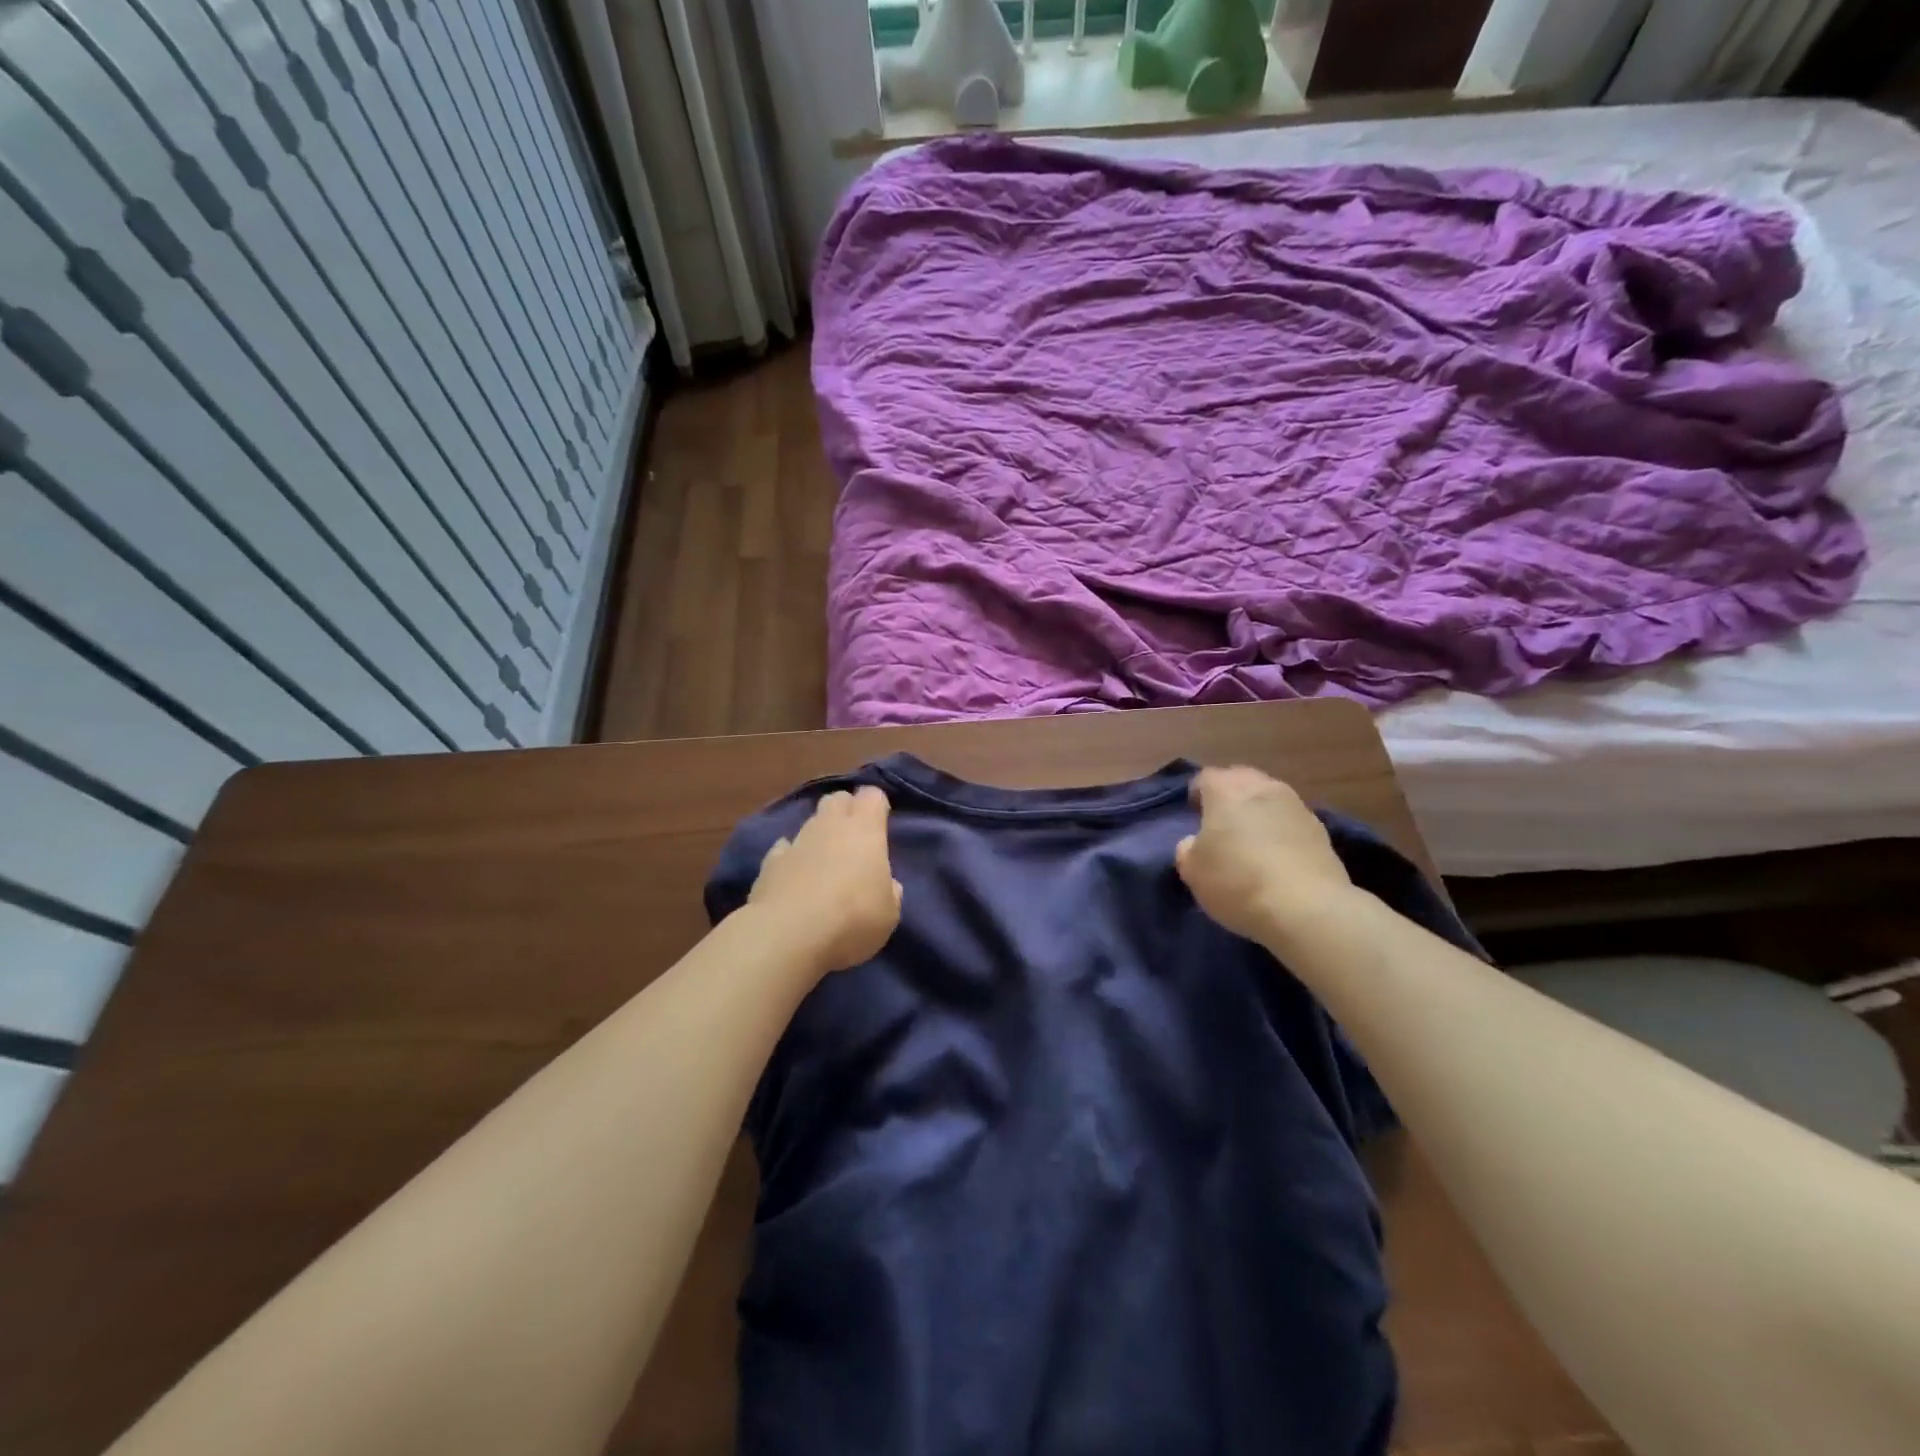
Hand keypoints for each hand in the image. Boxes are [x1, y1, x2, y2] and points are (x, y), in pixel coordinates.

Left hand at [748, 786, 901, 974]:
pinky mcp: (770, 862)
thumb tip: (886, 884)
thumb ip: (889, 891)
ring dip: (820, 836)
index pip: (872, 795)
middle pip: (837, 799)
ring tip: (826, 863)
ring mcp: (796, 841)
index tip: (881, 823)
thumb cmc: (852, 919)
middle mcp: (829, 826)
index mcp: (865, 830)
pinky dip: (792, 857)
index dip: (877, 806)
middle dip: (846, 810)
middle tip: (854, 838)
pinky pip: (784, 849)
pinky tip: (795, 877)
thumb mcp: (889, 914)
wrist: (788, 935)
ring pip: (811, 823)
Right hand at [1176, 766, 1351, 941]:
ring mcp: (1296, 806)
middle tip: (1222, 822)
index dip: (1197, 793)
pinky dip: (1281, 830)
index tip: (1194, 814)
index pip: (1206, 777)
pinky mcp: (1321, 830)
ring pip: (1270, 798)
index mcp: (1226, 790)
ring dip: (1259, 811)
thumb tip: (1195, 842)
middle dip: (1230, 795)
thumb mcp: (1192, 871)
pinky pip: (1291, 820)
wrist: (1306, 908)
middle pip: (1242, 779)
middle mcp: (1262, 787)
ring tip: (1252, 839)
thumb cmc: (1237, 882)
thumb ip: (1187, 849)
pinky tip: (1278, 856)